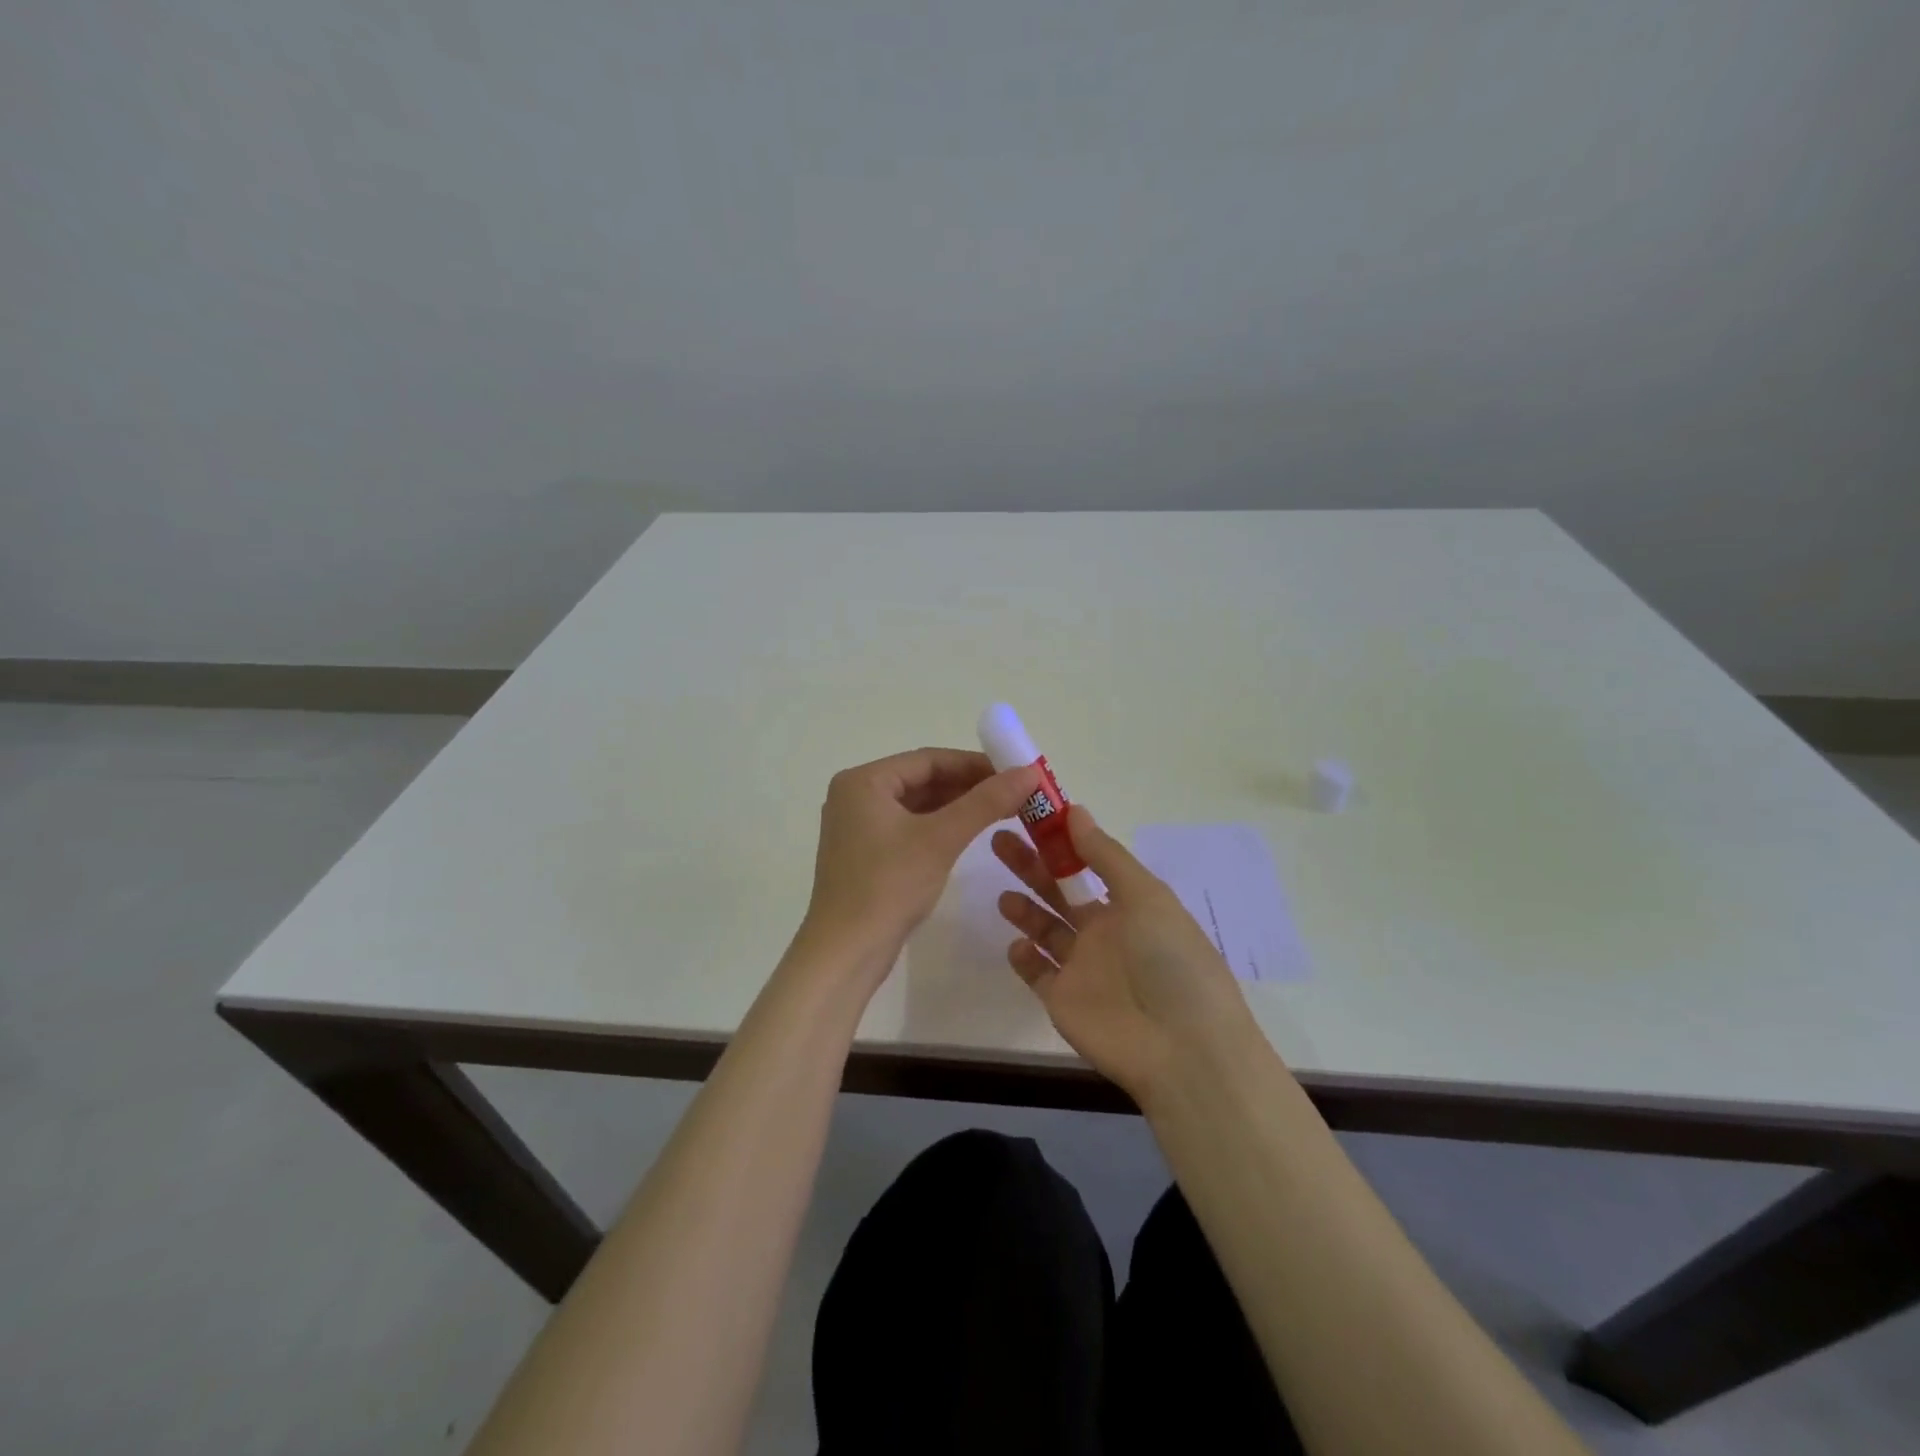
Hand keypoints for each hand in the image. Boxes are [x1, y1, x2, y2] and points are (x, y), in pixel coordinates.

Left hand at [800, 748, 1041, 977]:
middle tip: (1013, 794)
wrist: (845, 953)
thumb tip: (1029, 772)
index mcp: (863, 781)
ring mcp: (857, 826)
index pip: (928, 760)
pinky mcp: (865, 853)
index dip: (974, 764)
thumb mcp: (941, 839)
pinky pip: (908, 827)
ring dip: (957, 807)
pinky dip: (939, 827)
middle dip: (968, 786)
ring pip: (917, 805)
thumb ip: (985, 802)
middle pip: (921, 780)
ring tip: (1001, 811)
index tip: (1014, 772)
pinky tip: (969, 834)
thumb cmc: (888, 886)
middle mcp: (855, 796)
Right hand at [993, 806, 1260, 1104]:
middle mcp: (1104, 931)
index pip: (1087, 863)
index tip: (1029, 816)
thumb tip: (1074, 810)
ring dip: (1024, 908)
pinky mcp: (1062, 1001)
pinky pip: (1036, 973)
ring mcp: (1082, 967)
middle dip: (1031, 866)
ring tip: (1002, 892)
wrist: (1181, 1049)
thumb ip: (1106, 855)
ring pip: (1045, 929)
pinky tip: (1017, 944)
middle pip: (1059, 891)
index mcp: (1129, 904)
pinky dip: (1024, 956)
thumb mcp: (1146, 896)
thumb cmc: (1170, 961)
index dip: (1060, 841)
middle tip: (998, 840)